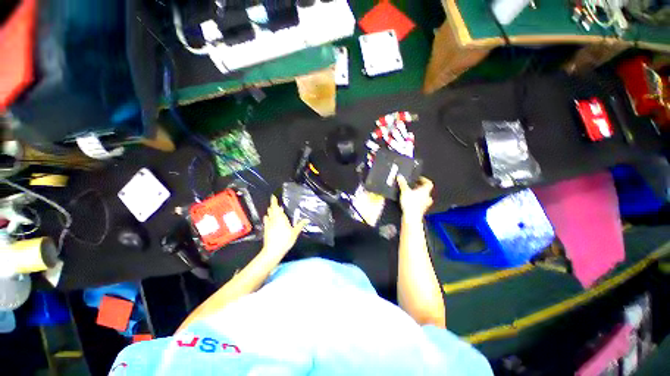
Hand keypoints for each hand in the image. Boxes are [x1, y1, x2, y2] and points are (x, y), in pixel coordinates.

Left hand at [261, 195, 306, 258]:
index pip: (276, 208)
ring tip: (272, 208)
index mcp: (281, 218)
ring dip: (270, 211)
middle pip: (272, 210)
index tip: (273, 197)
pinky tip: (267, 218)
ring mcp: (269, 225)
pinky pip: (266, 221)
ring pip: (269, 215)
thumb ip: (300, 225)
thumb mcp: (295, 233)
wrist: (273, 251)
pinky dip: (267, 218)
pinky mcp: (266, 230)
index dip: (274, 202)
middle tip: (274, 202)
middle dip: (273, 205)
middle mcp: (274, 220)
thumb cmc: (285, 240)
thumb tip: (307, 219)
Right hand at [397, 176, 433, 221]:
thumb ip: (402, 183)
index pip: (428, 183)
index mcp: (425, 191)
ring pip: (424, 198)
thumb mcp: (404, 190)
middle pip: (426, 191)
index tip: (419, 179)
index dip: (424, 180)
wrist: (411, 216)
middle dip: (420, 188)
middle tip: (414, 187)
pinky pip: (421, 205)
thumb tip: (400, 176)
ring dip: (419, 196)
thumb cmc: (411, 204)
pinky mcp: (421, 211)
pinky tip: (411, 203)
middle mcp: (427, 198)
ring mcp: (425, 205)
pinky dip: (417, 203)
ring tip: (412, 195)